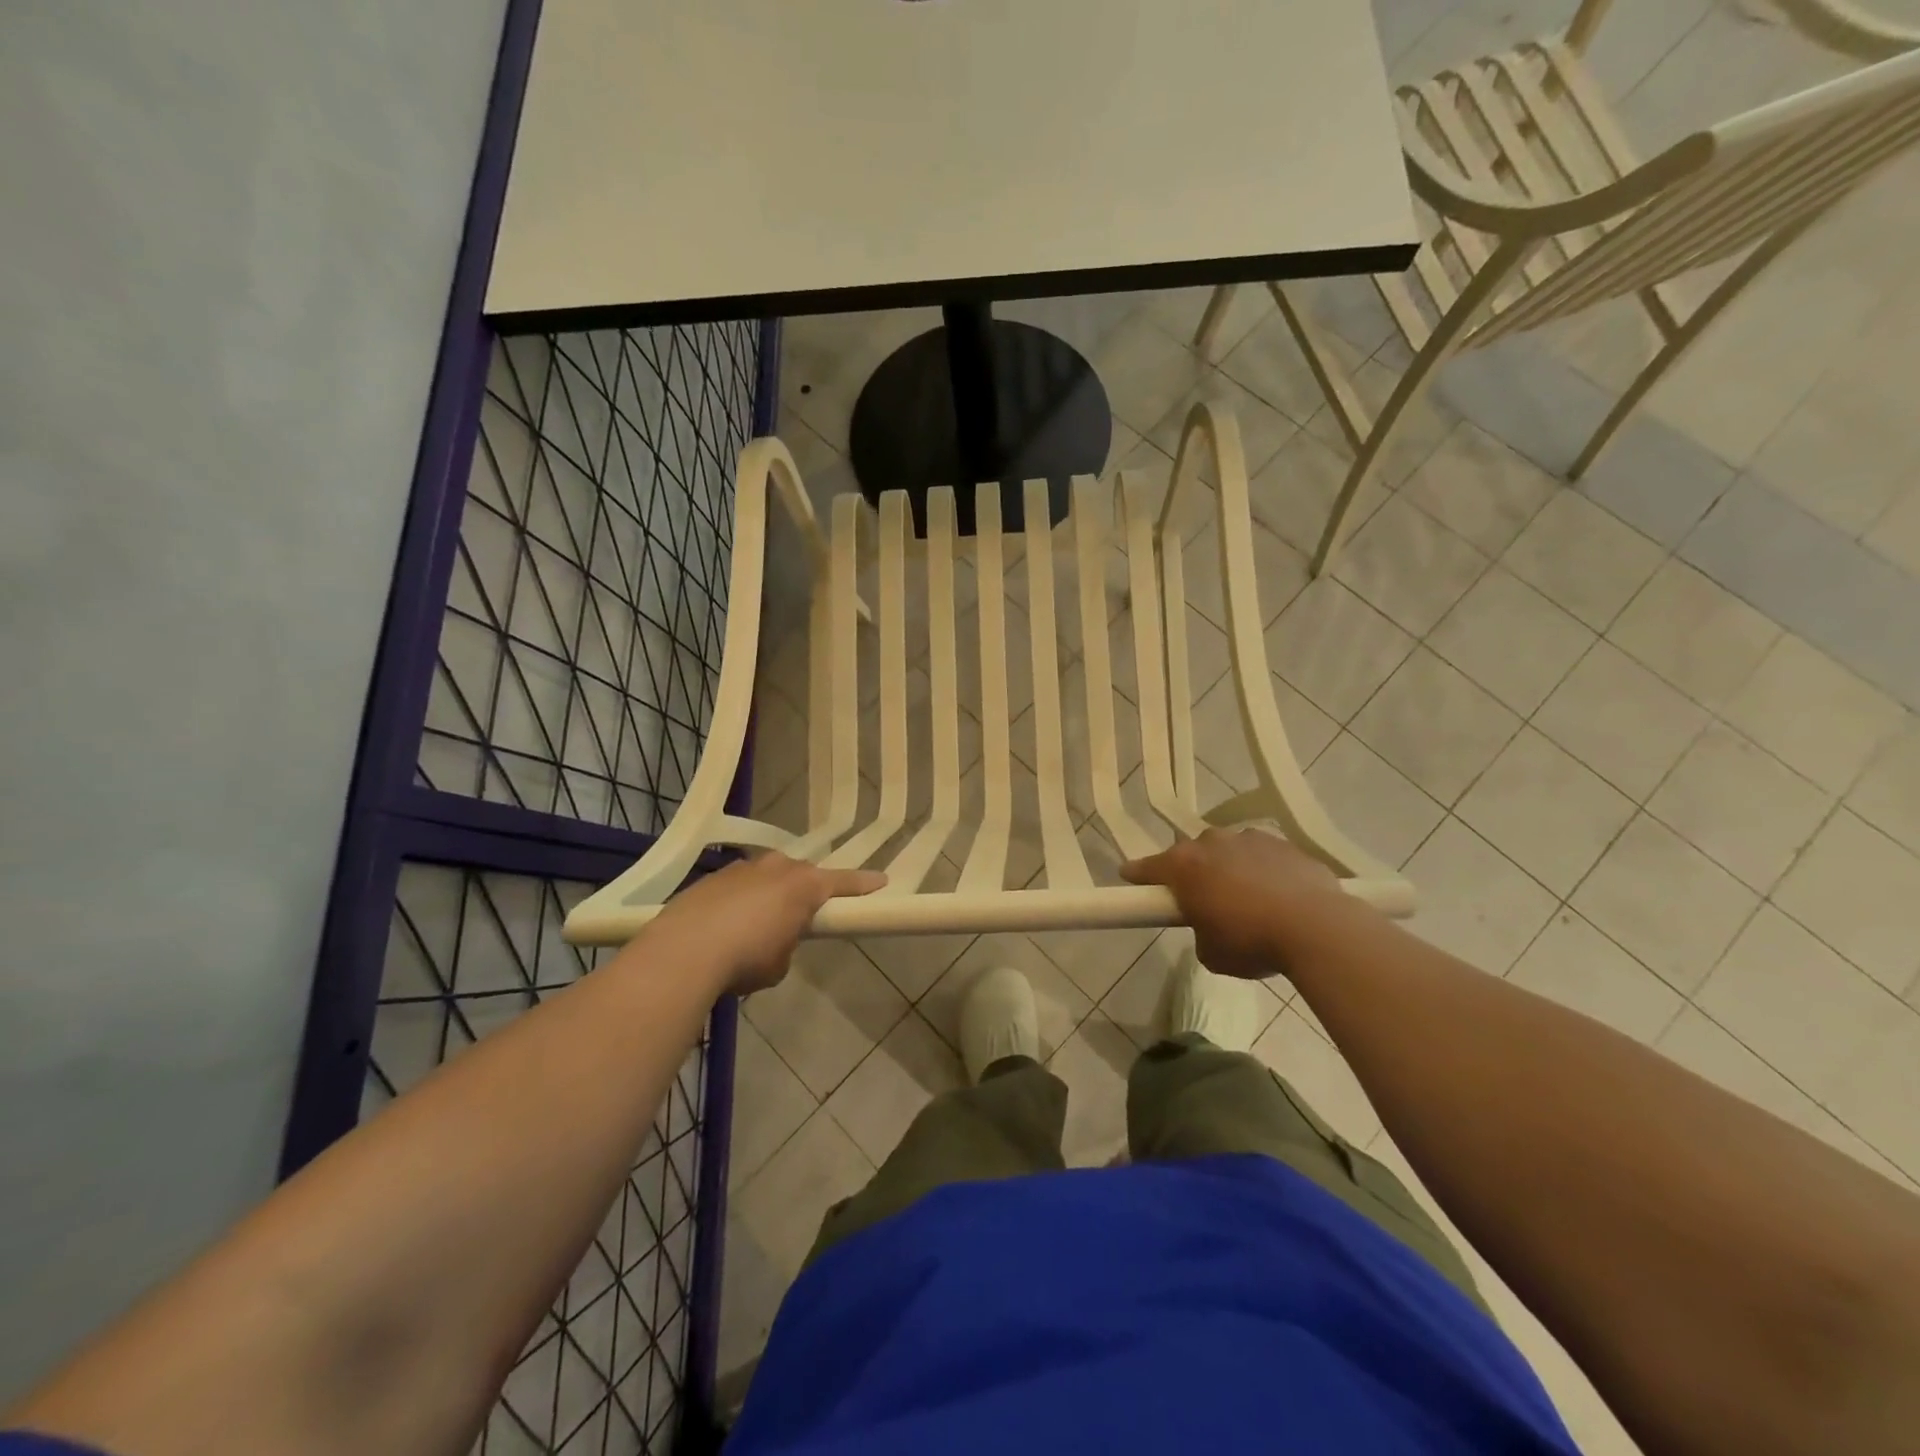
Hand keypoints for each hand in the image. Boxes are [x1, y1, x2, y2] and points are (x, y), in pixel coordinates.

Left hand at [650, 853, 885, 994]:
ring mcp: (741, 868)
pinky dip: (738, 902)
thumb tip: (774, 940)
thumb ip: (787, 945)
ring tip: (757, 925)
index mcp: (803, 886)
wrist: (682, 952)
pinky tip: (725, 927)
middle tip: (803, 913)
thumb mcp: (779, 964)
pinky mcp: (711, 879)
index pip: (843, 882)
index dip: (863, 884)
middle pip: (801, 874)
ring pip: (766, 876)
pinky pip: (737, 886)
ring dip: (768, 894)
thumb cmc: (746, 959)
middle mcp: (776, 867)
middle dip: (805, 889)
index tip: (881, 880)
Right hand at [1121, 827, 1342, 978]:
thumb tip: (1211, 925)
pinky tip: (1279, 896)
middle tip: (1203, 900)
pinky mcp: (1286, 844)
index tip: (1130, 878)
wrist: (1316, 927)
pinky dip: (1264, 871)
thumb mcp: (1211, 953)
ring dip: (1230, 868)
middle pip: (1192, 854)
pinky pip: (1264, 857)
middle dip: (1194, 872)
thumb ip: (1200, 932)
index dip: (1138, 875)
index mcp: (1184, 866)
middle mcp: (1212, 843)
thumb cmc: (1250, 941)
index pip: (1148, 867)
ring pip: (1230, 851)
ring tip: (1247, 899)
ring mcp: (1251, 839)